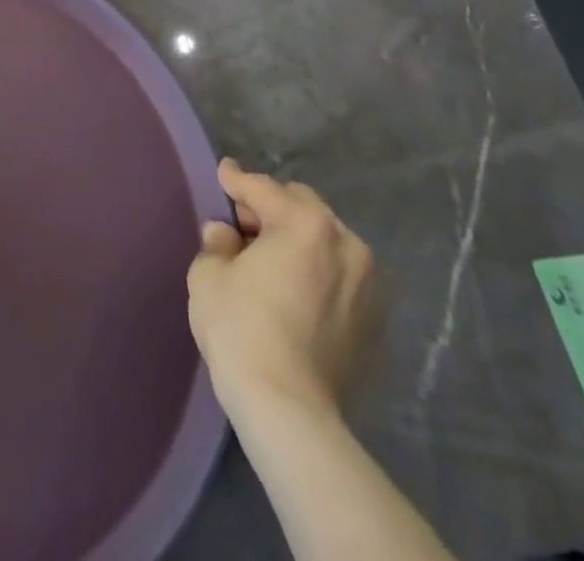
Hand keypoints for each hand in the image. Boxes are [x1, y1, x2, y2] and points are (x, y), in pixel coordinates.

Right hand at [186, 159, 379, 426]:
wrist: (289, 410)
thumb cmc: (241, 328)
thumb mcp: (209, 274)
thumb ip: (217, 243)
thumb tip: (226, 235)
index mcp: (305, 224)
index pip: (263, 189)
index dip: (237, 180)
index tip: (224, 172)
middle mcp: (345, 245)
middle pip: (303, 207)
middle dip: (272, 208)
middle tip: (243, 225)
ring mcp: (367, 286)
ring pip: (326, 241)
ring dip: (298, 240)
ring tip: (270, 259)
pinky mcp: (374, 322)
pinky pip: (340, 276)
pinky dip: (317, 272)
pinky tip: (294, 290)